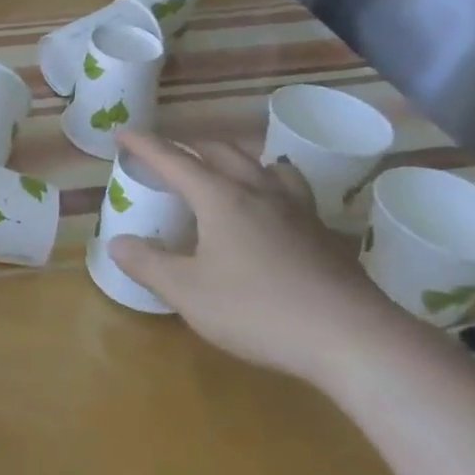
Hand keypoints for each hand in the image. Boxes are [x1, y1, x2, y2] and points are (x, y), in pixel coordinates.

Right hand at [106, 133, 408, 388]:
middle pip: (222, 152)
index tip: (123, 133)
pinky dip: (274, 188)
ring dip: (239, 160)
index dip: (145, 145)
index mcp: (220, 197)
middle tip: (171, 157)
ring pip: (266, 165)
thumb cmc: (259, 311)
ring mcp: (298, 211)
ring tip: (229, 172)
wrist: (355, 340)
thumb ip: (149, 265)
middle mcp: (258, 192)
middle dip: (191, 147)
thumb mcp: (189, 293)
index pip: (173, 159)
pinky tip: (275, 213)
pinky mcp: (325, 236)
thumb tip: (119, 244)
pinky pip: (294, 193)